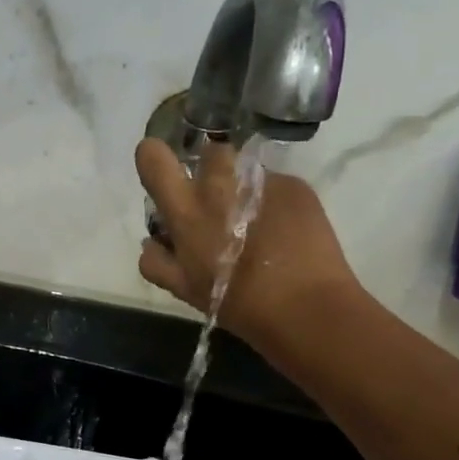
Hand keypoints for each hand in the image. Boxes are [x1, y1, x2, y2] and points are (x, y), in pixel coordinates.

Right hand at [135, 137, 359, 354]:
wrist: (306, 307)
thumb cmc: (237, 302)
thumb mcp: (184, 290)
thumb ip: (158, 262)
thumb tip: (151, 241)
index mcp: (186, 209)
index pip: (153, 157)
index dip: (154, 158)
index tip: (164, 175)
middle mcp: (220, 185)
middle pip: (209, 152)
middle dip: (211, 171)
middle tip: (221, 205)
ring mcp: (261, 181)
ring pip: (245, 169)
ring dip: (243, 186)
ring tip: (256, 220)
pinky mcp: (295, 186)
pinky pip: (275, 185)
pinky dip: (274, 202)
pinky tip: (285, 232)